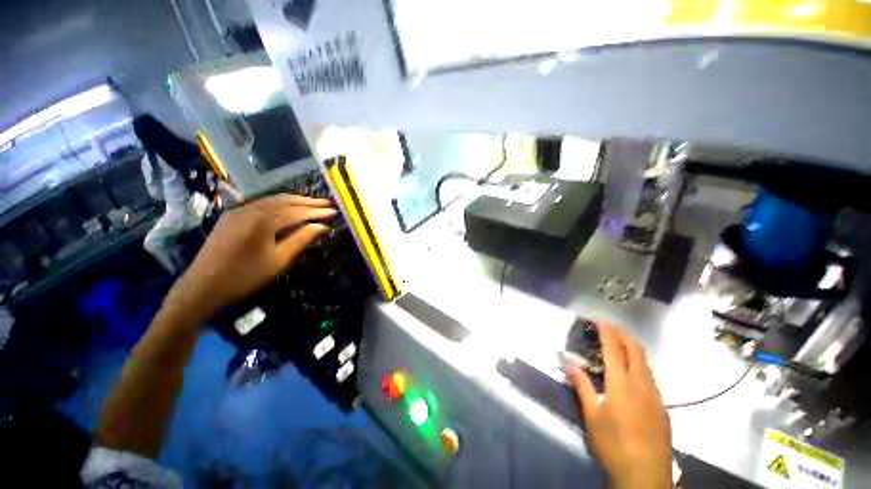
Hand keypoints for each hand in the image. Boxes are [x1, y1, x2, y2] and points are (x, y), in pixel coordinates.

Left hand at [168, 194, 335, 320]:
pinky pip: (260, 203)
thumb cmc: (245, 276)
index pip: (297, 212)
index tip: (333, 212)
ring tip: (312, 202)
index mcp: (263, 222)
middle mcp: (251, 210)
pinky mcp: (232, 215)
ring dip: (294, 200)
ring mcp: (239, 211)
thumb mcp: (278, 260)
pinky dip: (279, 202)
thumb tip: (321, 226)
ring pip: (272, 200)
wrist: (203, 286)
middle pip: (285, 201)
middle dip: (308, 202)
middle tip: (327, 203)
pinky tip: (287, 205)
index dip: (316, 212)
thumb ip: (301, 239)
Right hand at [564, 323, 671, 488]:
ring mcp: (656, 396)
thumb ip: (581, 385)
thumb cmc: (613, 445)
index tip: (599, 320)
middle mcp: (642, 384)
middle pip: (636, 350)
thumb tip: (568, 362)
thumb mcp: (591, 415)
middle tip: (608, 327)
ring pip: (645, 363)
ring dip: (631, 348)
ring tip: (616, 346)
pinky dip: (638, 364)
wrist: (645, 477)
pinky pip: (650, 377)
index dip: (607, 331)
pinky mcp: (662, 407)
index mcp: (622, 384)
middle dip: (622, 334)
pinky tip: (629, 374)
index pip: (614, 349)